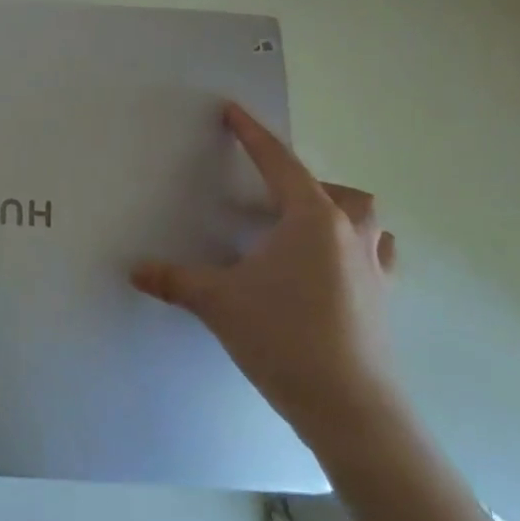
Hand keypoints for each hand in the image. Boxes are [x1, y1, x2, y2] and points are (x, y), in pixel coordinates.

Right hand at [131, 102, 400, 456]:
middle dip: (308, 183)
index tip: (233, 111)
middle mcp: (348, 235)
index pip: (277, 162)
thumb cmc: (283, 337)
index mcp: (310, 219)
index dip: (252, 135)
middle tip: (272, 200)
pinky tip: (332, 272)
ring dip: (341, 215)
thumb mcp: (217, 302)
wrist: (351, 410)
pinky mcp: (384, 303)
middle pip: (340, 191)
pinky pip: (377, 259)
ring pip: (368, 222)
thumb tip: (135, 270)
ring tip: (305, 231)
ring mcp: (374, 270)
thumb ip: (174, 280)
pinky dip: (357, 252)